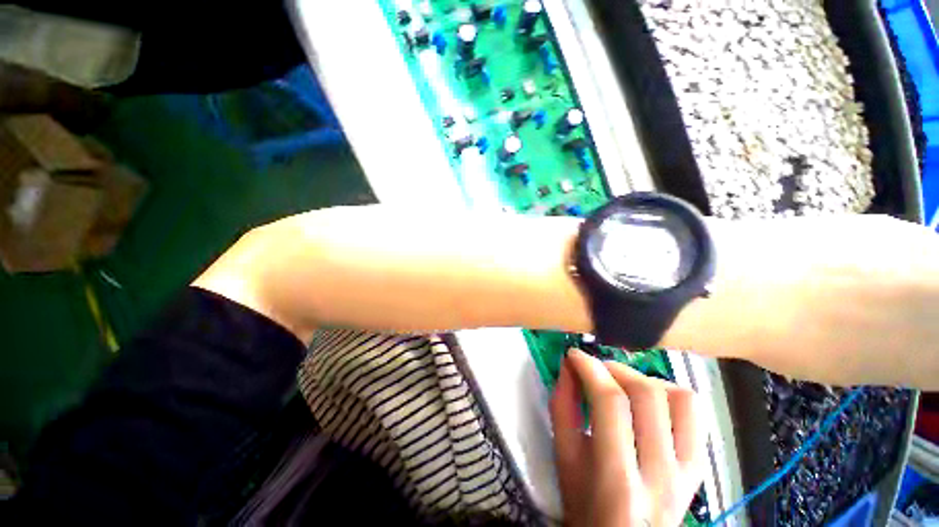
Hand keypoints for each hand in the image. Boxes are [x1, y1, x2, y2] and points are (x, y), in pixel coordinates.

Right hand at [550, 349, 703, 526]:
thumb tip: (568, 367)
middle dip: (613, 368)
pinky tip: (648, 396)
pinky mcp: (699, 465)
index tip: (574, 355)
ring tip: (620, 380)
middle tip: (593, 368)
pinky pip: (695, 413)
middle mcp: (660, 475)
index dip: (590, 368)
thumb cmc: (585, 505)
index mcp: (618, 480)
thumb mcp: (563, 458)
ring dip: (642, 377)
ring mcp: (687, 471)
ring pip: (678, 398)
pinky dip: (670, 391)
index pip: (610, 403)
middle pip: (646, 395)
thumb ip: (562, 407)